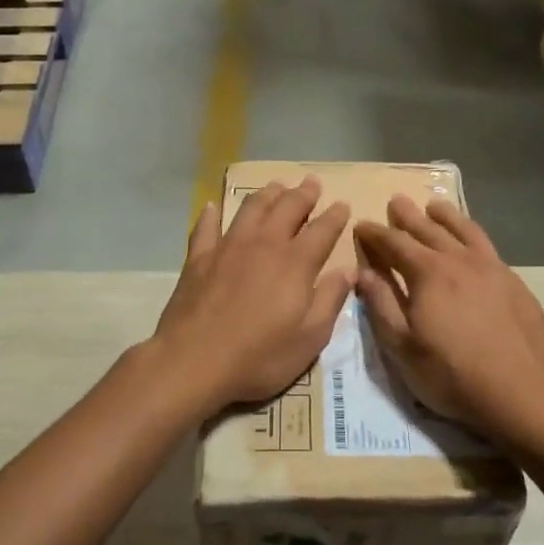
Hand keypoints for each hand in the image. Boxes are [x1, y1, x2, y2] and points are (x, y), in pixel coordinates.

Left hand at [153, 177, 352, 414]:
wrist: (194, 362)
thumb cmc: (260, 356)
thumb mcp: (310, 338)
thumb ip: (330, 300)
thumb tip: (349, 271)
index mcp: (296, 263)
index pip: (322, 230)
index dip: (335, 216)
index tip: (342, 205)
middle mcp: (264, 245)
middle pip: (287, 208)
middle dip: (303, 194)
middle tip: (311, 182)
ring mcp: (228, 248)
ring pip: (250, 209)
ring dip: (266, 194)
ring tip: (276, 186)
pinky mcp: (198, 259)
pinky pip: (205, 227)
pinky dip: (210, 214)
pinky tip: (211, 207)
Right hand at [353, 197, 543, 440]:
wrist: (518, 392)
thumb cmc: (450, 374)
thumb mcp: (401, 346)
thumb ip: (381, 304)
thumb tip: (363, 272)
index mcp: (429, 273)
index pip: (395, 243)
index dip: (375, 233)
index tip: (361, 225)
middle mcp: (461, 261)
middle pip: (430, 230)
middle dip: (408, 216)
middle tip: (396, 201)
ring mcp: (494, 270)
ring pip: (466, 232)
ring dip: (447, 216)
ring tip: (435, 206)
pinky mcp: (516, 285)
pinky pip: (490, 249)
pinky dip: (474, 238)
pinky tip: (473, 245)